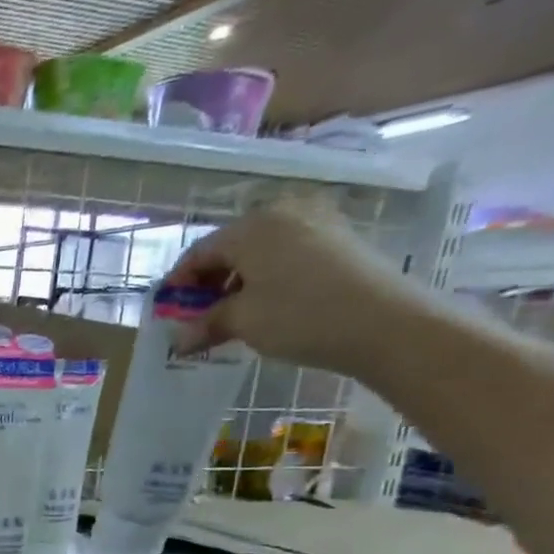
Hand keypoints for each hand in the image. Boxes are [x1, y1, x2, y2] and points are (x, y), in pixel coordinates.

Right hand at [163, 203, 430, 377]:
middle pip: (230, 248)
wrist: (386, 323)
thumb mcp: (242, 321)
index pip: (199, 252)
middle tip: (197, 317)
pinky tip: (264, 306)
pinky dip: (266, 278)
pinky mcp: (339, 240)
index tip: (167, 313)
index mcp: (252, 226)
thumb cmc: (299, 315)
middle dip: (208, 283)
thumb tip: (179, 339)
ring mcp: (316, 223)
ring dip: (237, 282)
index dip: (178, 284)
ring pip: (259, 252)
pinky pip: (286, 255)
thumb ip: (205, 324)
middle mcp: (282, 213)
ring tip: (230, 316)